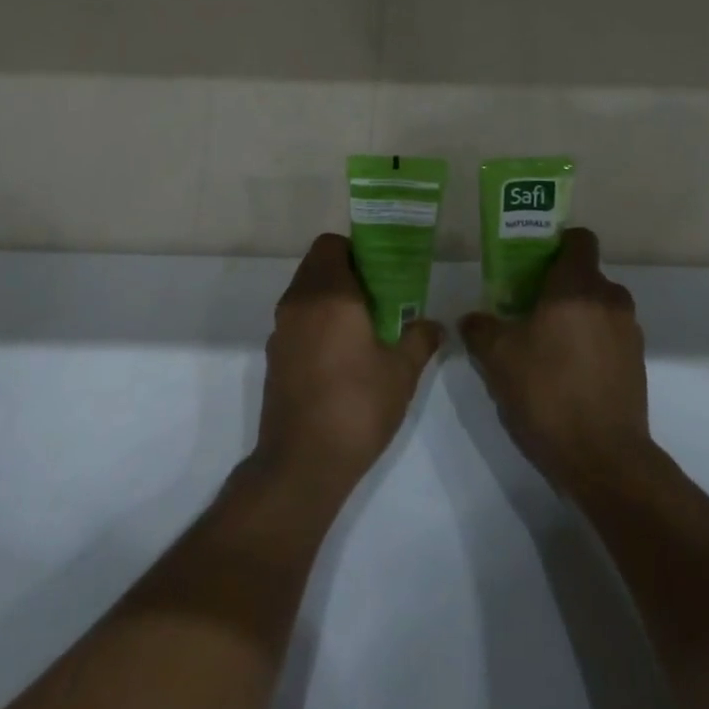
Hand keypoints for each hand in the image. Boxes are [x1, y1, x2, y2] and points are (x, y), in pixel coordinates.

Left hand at [254, 234, 444, 495]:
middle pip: (317, 265)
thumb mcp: (401, 372)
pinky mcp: (274, 355)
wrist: (302, 463)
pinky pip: (297, 320)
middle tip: (379, 296)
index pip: (331, 245)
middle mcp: (299, 302)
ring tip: (364, 325)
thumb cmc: (357, 406)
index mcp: (329, 294)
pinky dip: (316, 322)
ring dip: (330, 297)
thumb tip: (434, 325)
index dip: (356, 250)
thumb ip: (420, 339)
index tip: (381, 271)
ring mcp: (281, 329)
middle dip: (346, 272)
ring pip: (305, 292)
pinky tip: (341, 354)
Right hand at [460, 228, 655, 497]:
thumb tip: (471, 319)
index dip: (555, 244)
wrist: (603, 459)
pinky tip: (566, 374)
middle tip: (526, 309)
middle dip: (558, 287)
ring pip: (597, 308)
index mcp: (578, 286)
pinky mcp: (637, 364)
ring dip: (575, 317)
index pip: (579, 239)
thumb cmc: (548, 393)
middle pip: (585, 275)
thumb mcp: (498, 358)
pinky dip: (590, 344)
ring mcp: (629, 333)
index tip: (532, 263)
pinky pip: (609, 337)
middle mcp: (610, 300)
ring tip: (544, 346)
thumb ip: (480, 329)